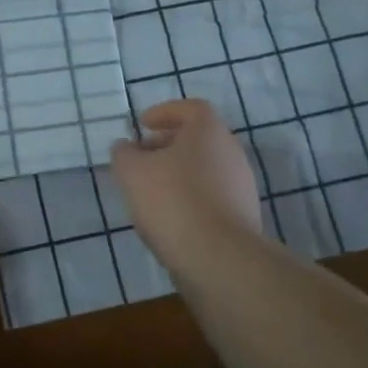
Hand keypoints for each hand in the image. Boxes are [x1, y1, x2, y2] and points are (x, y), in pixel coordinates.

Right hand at [110, 99, 264, 265]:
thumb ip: (124, 153)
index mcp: (209, 132)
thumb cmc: (173, 200)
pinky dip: (189, 197)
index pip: (190, 109)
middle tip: (141, 158)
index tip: (143, 125)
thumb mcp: (132, 171)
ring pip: (204, 168)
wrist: (220, 258)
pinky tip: (169, 216)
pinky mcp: (243, 216)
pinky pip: (211, 195)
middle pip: (198, 139)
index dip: (164, 112)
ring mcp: (241, 186)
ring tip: (150, 191)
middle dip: (167, 145)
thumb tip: (126, 148)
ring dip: (177, 173)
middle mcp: (231, 153)